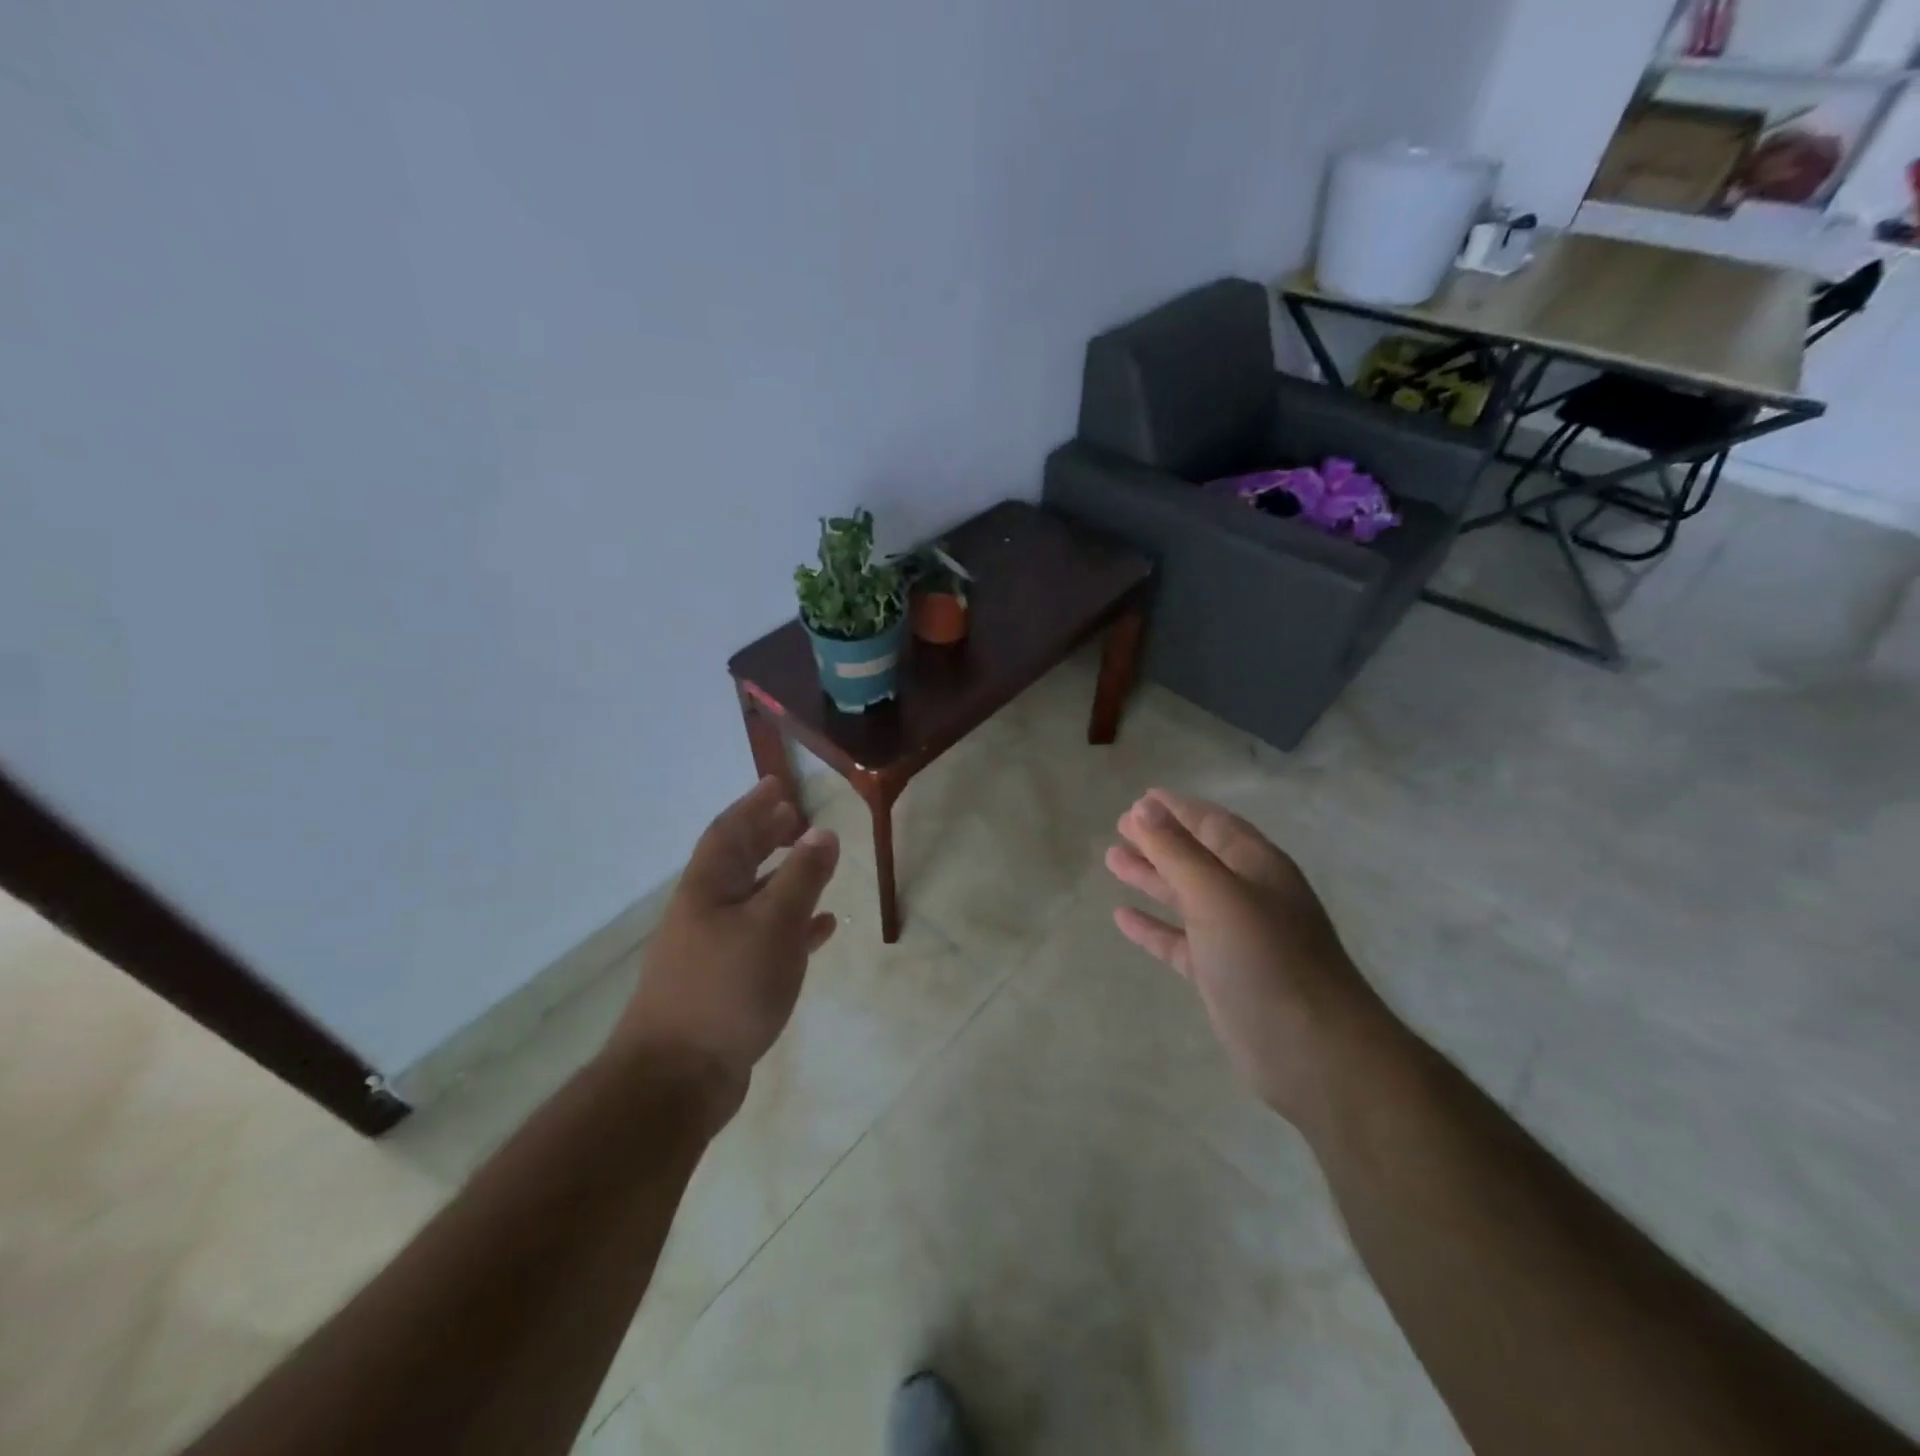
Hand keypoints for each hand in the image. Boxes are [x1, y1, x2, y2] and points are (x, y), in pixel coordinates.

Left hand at [610, 777, 839, 1108]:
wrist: (678, 1078)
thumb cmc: (727, 987)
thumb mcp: (773, 924)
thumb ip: (801, 877)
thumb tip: (821, 832)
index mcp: (708, 888)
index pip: (730, 831)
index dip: (753, 805)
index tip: (778, 784)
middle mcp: (705, 912)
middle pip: (737, 861)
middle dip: (765, 836)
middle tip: (794, 817)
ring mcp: (713, 950)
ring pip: (753, 900)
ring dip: (782, 879)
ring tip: (814, 864)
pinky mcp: (726, 984)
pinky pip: (764, 940)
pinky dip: (792, 927)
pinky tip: (821, 929)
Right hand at [1105, 789, 1386, 1124]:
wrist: (1313, 1052)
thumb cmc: (1265, 959)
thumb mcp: (1216, 895)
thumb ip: (1176, 851)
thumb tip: (1143, 808)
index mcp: (1256, 866)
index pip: (1212, 823)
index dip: (1177, 809)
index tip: (1141, 798)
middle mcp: (1248, 895)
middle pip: (1197, 856)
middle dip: (1160, 840)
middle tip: (1119, 826)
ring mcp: (1236, 937)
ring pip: (1185, 896)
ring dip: (1151, 877)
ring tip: (1112, 859)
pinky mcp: (1221, 974)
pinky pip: (1179, 940)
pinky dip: (1153, 927)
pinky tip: (1122, 917)